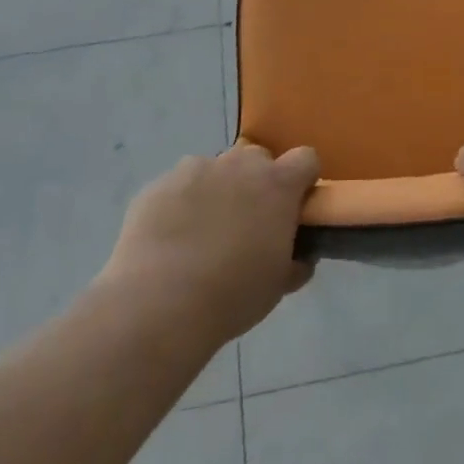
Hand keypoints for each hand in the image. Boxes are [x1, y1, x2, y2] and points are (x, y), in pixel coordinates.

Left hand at [100, 143, 319, 345]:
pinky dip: (180, 204)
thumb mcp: (278, 284)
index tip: (294, 206)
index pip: (305, 158)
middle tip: (247, 223)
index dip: (302, 180)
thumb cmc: (232, 295)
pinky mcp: (158, 184)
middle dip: (257, 182)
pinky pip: (178, 186)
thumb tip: (299, 258)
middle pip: (257, 158)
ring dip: (217, 190)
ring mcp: (195, 170)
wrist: (157, 305)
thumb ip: (295, 261)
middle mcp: (238, 165)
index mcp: (277, 184)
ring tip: (202, 234)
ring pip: (215, 170)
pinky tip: (170, 240)